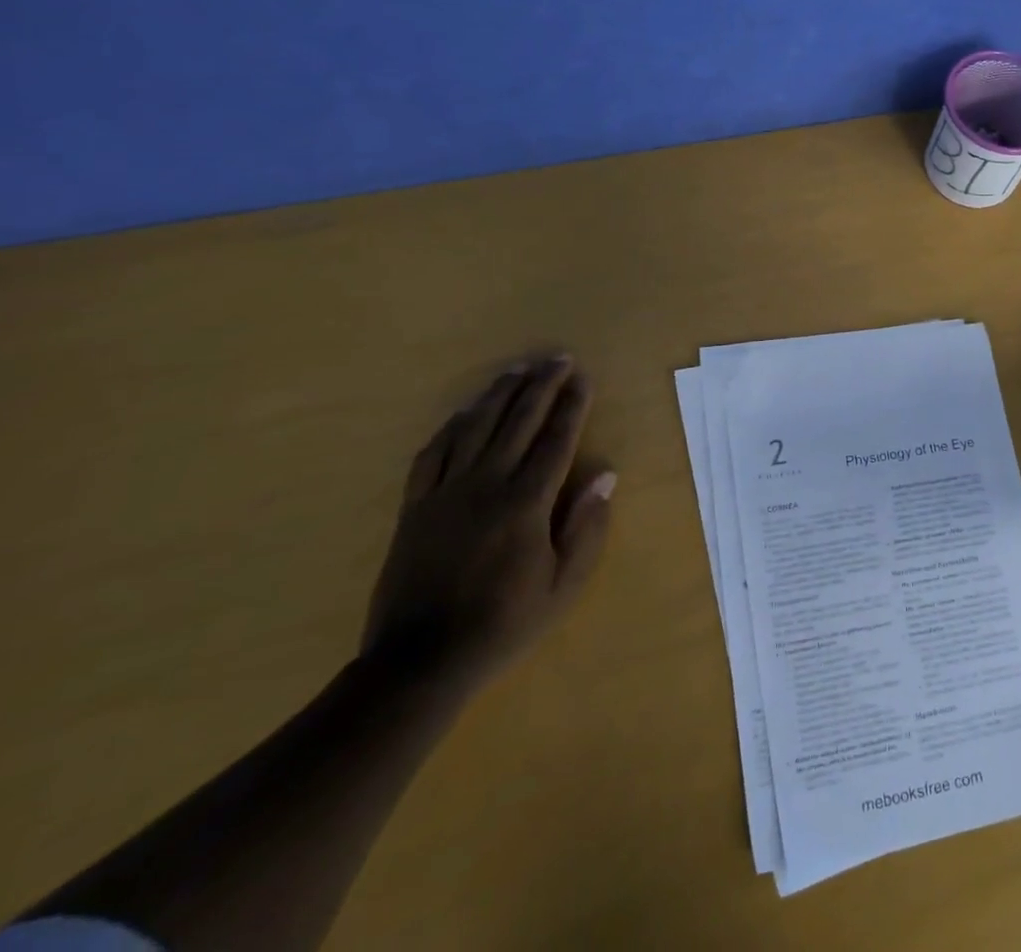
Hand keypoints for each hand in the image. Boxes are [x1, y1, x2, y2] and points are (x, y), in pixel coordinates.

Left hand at [362, 356, 615, 692]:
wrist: (419, 662)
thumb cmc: (504, 623)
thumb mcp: (564, 585)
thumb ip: (587, 528)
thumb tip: (606, 475)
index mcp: (526, 502)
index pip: (556, 439)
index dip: (572, 404)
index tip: (583, 377)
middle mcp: (487, 484)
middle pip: (518, 421)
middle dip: (541, 385)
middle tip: (556, 358)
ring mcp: (446, 492)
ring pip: (475, 427)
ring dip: (499, 394)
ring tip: (516, 370)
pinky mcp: (415, 506)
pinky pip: (433, 453)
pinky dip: (452, 426)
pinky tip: (465, 412)